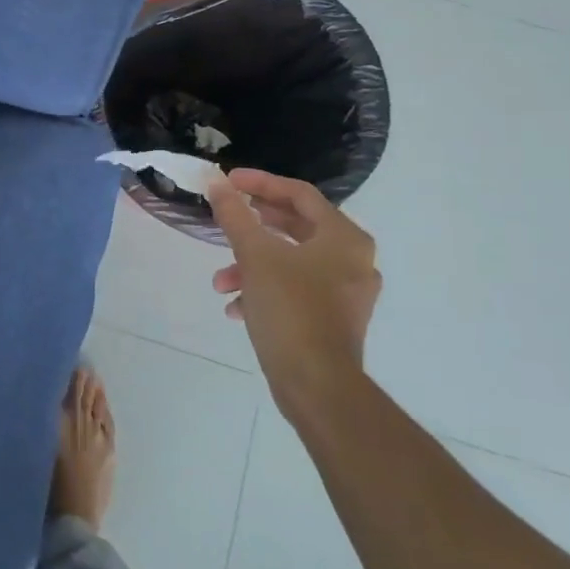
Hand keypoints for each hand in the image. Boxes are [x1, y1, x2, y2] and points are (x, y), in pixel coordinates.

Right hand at [207, 169, 380, 415]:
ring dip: (252, 265)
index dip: (260, 183)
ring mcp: (347, 293)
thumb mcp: (255, 255)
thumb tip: (216, 183)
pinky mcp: (334, 320)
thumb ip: (235, 215)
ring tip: (221, 282)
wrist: (317, 386)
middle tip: (227, 218)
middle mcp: (353, 260)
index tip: (228, 181)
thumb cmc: (290, 310)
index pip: (299, 194)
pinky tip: (237, 308)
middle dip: (253, 227)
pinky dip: (266, 290)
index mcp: (344, 238)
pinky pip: (296, 290)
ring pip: (291, 262)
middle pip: (297, 226)